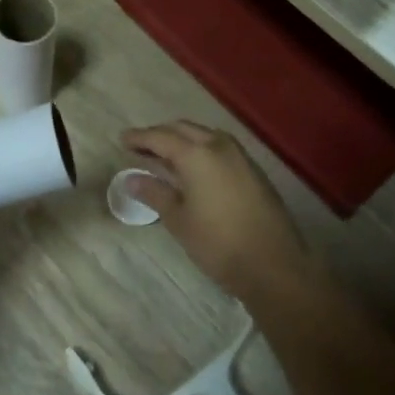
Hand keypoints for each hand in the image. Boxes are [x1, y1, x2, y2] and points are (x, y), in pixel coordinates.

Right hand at [121, 121, 318, 310]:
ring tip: (163, 155)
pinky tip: (192, 167)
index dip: (139, 138)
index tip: (121, 140)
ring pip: (204, 135)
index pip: (160, 137)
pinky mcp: (252, 169)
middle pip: (183, 129)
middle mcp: (219, 146)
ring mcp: (240, 156)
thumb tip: (131, 178)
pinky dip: (200, 148)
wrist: (274, 264)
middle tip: (139, 147)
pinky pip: (219, 147)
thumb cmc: (218, 243)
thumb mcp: (179, 220)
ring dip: (181, 139)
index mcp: (196, 154)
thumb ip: (154, 193)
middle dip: (159, 135)